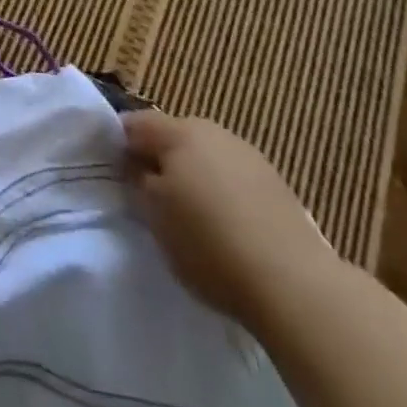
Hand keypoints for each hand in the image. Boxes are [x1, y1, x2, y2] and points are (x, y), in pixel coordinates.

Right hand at [122, 111, 335, 326]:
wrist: (293, 282)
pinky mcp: (276, 185)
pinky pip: (234, 179)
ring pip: (206, 157)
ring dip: (193, 176)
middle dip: (159, 159)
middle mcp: (215, 132)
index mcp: (180, 131)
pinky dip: (222, 194)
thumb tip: (135, 166)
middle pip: (174, 137)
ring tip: (188, 215)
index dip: (119, 144)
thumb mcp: (155, 216)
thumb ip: (138, 182)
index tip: (113, 172)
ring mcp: (249, 156)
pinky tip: (225, 227)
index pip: (136, 123)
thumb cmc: (208, 243)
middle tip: (148, 196)